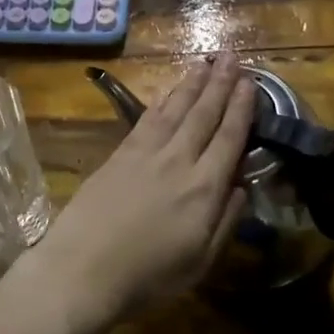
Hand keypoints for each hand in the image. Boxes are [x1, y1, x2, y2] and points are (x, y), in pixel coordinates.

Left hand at [38, 51, 255, 330]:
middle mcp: (178, 161)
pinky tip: (168, 92)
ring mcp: (145, 154)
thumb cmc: (147, 276)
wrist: (83, 268)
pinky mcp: (118, 155)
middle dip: (220, 84)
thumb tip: (242, 187)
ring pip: (175, 110)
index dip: (242, 108)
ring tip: (205, 63)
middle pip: (203, 115)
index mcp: (204, 188)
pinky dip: (161, 101)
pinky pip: (146, 119)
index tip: (250, 82)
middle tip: (232, 56)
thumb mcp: (200, 261)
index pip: (229, 138)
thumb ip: (226, 221)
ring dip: (192, 85)